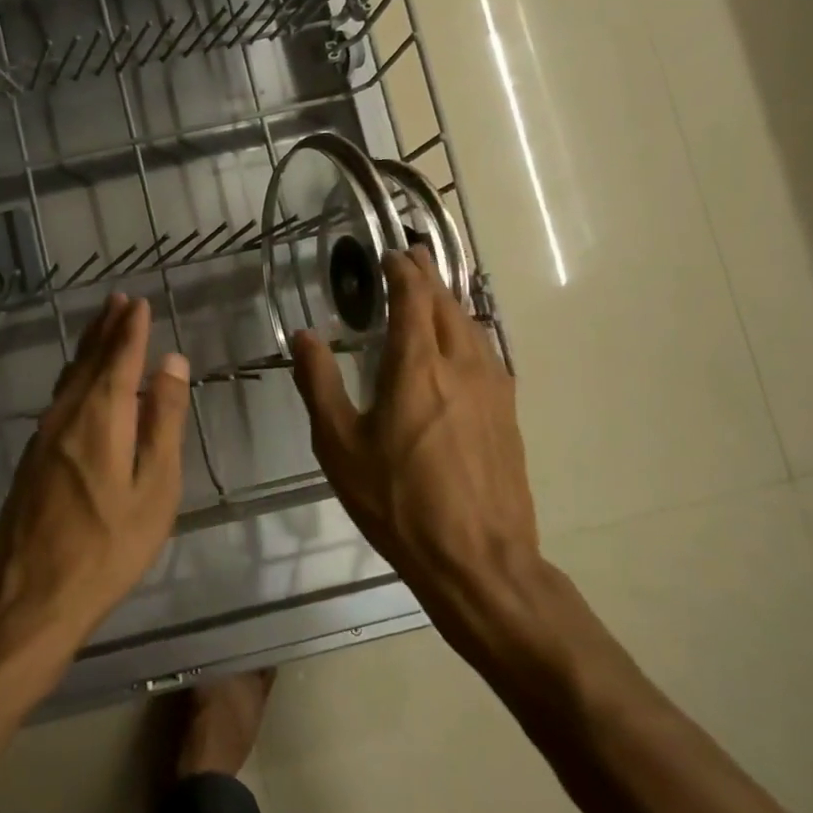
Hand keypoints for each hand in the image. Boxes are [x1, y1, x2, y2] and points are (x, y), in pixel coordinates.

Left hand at [0, 294, 190, 679]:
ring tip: (102, 327)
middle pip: (88, 361)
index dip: (129, 329)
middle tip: (118, 300)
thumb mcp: (153, 488)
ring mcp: (43, 436)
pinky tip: (81, 382)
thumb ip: (162, 422)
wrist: (30, 595)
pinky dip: (76, 376)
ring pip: (70, 378)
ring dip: (88, 348)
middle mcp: (66, 415)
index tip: (138, 303)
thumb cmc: (107, 548)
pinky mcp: (32, 457)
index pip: (118, 358)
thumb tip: (171, 363)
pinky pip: (59, 399)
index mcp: (99, 417)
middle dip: (106, 329)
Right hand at [291, 250, 544, 667]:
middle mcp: (461, 365)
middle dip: (429, 276)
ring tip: (435, 291)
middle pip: (448, 305)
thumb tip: (304, 336)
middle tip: (413, 256)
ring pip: (473, 327)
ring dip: (451, 301)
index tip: (391, 254)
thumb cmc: (398, 500)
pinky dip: (469, 331)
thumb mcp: (339, 445)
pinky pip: (487, 353)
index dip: (403, 272)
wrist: (477, 558)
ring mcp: (492, 389)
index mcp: (417, 367)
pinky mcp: (507, 414)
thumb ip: (319, 384)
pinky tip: (463, 345)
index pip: (414, 299)